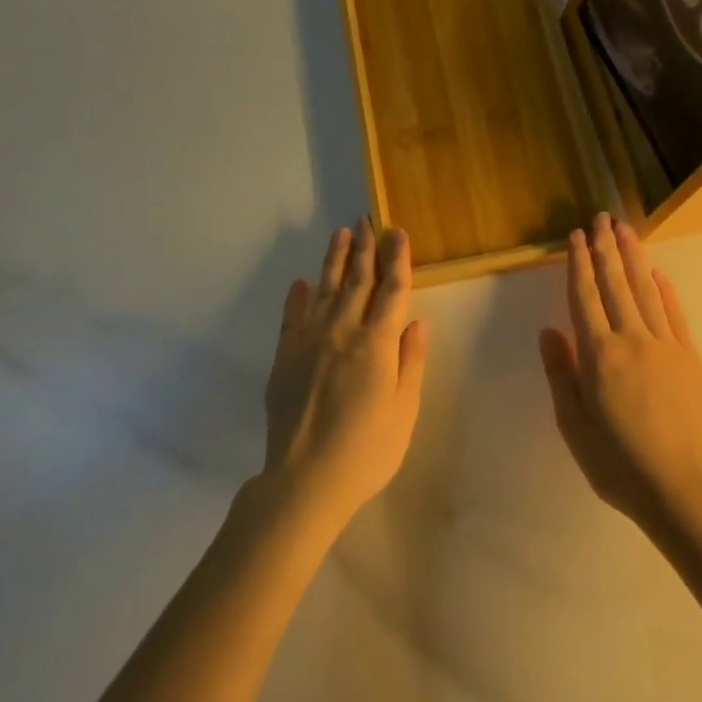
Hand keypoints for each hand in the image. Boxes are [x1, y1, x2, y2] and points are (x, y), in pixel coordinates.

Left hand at [262, 220, 429, 527]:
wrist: (304, 481)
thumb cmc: (366, 451)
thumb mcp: (404, 411)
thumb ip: (411, 362)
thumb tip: (417, 322)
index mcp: (377, 344)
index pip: (392, 291)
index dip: (397, 260)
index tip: (398, 233)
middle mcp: (343, 332)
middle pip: (357, 281)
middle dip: (365, 249)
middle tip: (367, 220)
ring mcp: (310, 342)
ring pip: (325, 290)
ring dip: (335, 260)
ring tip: (341, 234)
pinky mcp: (284, 357)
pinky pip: (291, 318)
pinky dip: (296, 297)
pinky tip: (300, 282)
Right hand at [539, 213, 701, 530]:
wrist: (685, 489)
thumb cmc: (619, 464)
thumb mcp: (574, 427)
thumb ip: (562, 375)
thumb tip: (549, 331)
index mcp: (599, 355)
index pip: (584, 297)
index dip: (579, 264)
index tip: (576, 236)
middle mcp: (631, 339)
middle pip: (615, 284)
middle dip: (606, 248)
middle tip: (601, 217)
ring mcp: (665, 346)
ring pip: (645, 290)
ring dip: (633, 257)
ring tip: (625, 229)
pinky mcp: (690, 358)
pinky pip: (675, 315)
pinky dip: (665, 291)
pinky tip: (657, 274)